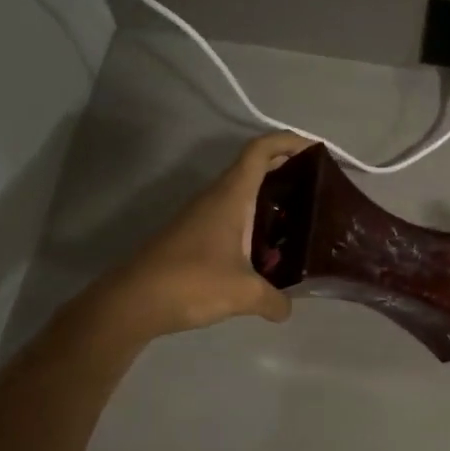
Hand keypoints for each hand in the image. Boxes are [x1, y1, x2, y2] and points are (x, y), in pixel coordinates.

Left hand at [97, 132, 314, 341]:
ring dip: (269, 197)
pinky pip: (231, 216)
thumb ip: (274, 299)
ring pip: (241, 193)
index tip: (315, 149)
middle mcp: (216, 198)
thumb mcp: (244, 294)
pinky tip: (267, 249)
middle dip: (286, 168)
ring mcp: (201, 216)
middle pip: (253, 167)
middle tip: (317, 187)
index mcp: (231, 196)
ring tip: (300, 219)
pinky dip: (253, 221)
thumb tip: (288, 309)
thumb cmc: (191, 283)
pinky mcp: (192, 236)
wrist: (132, 303)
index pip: (260, 151)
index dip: (287, 141)